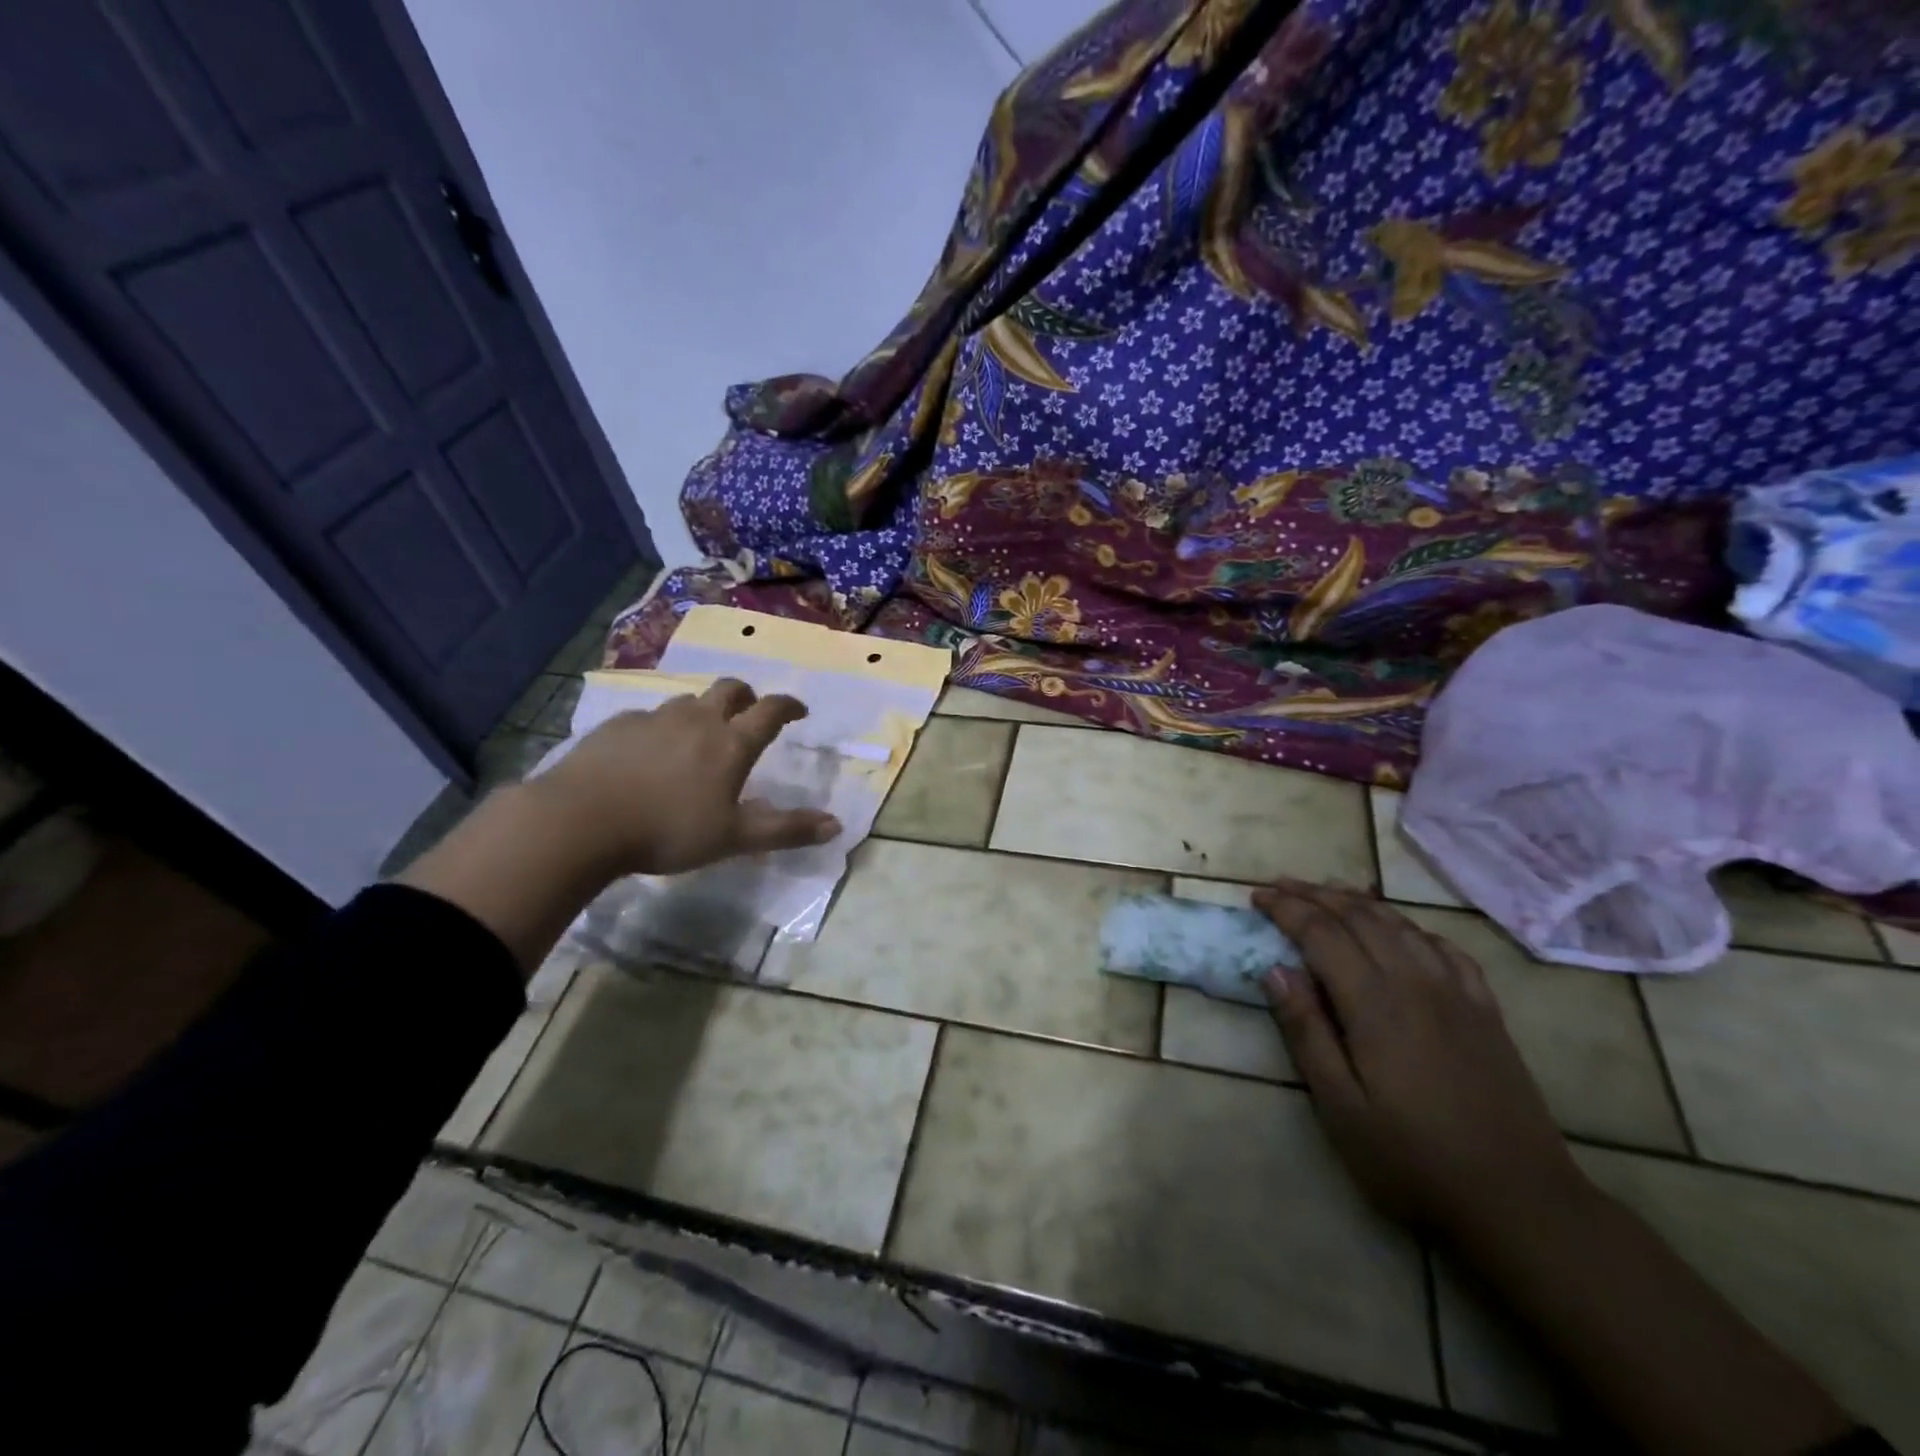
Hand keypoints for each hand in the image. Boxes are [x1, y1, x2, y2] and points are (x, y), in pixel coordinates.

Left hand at [532, 679, 841, 876]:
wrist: (580, 820)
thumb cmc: (668, 830)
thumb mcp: (734, 838)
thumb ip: (786, 830)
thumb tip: (837, 825)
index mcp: (731, 743)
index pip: (770, 711)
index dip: (789, 706)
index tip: (799, 711)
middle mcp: (697, 720)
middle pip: (729, 690)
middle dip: (747, 696)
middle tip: (750, 713)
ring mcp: (654, 719)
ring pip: (688, 702)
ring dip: (703, 710)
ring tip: (699, 735)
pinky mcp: (617, 726)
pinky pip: (649, 717)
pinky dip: (662, 727)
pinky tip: (649, 752)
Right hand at [1254, 880, 1584, 1236]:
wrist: (1522, 1203)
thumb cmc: (1413, 1160)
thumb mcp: (1340, 1106)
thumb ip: (1306, 1032)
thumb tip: (1274, 970)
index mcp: (1374, 1003)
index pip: (1321, 933)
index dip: (1286, 908)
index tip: (1257, 897)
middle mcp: (1416, 982)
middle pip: (1360, 917)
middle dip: (1316, 894)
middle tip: (1280, 885)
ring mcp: (1457, 993)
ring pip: (1401, 925)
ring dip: (1359, 901)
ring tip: (1329, 890)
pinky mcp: (1486, 1011)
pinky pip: (1445, 949)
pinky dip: (1412, 926)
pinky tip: (1403, 931)